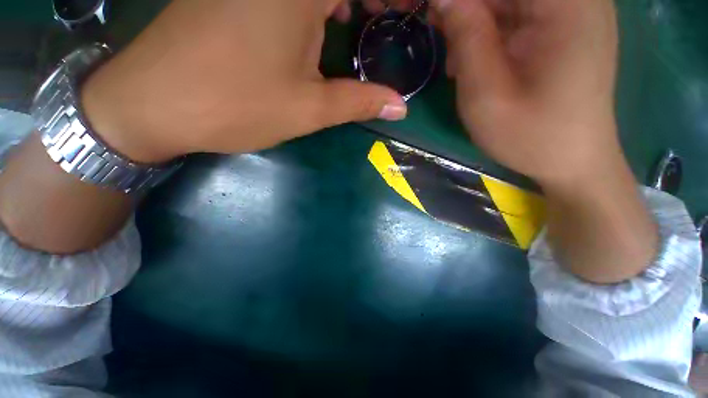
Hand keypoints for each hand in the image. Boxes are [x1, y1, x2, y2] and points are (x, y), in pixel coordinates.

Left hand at [82, 0, 407, 163]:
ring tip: (355, 22)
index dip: (389, 0)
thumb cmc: (237, 105)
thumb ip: (360, 102)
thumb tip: (400, 106)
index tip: (400, 14)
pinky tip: (317, 21)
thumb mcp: (310, 109)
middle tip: (382, 18)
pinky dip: (313, 4)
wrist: (155, 103)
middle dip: (366, 3)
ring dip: (339, 2)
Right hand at [430, 0, 620, 185]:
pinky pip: (519, 12)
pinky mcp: (564, 26)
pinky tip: (475, 59)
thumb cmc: (529, 135)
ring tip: (456, 58)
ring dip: (475, 20)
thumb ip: (466, 38)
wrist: (572, 161)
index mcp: (565, 4)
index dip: (460, 1)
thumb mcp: (486, 93)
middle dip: (465, 9)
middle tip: (439, 33)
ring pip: (509, 0)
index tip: (434, 16)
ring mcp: (573, 10)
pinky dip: (490, 29)